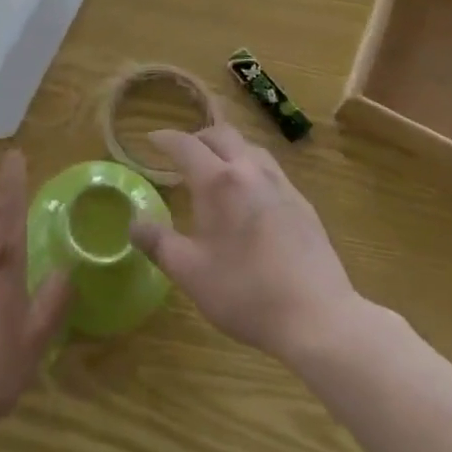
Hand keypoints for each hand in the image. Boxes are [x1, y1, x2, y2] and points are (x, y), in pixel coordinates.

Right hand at [129, 125, 359, 361]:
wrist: (319, 317)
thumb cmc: (246, 293)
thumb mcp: (190, 273)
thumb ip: (158, 244)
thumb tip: (133, 223)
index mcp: (218, 182)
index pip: (185, 144)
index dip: (165, 139)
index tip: (151, 138)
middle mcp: (249, 171)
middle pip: (221, 134)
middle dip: (198, 137)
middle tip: (183, 152)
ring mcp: (281, 185)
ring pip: (250, 148)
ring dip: (228, 148)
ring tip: (217, 168)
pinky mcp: (303, 204)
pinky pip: (271, 169)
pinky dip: (251, 168)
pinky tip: (252, 196)